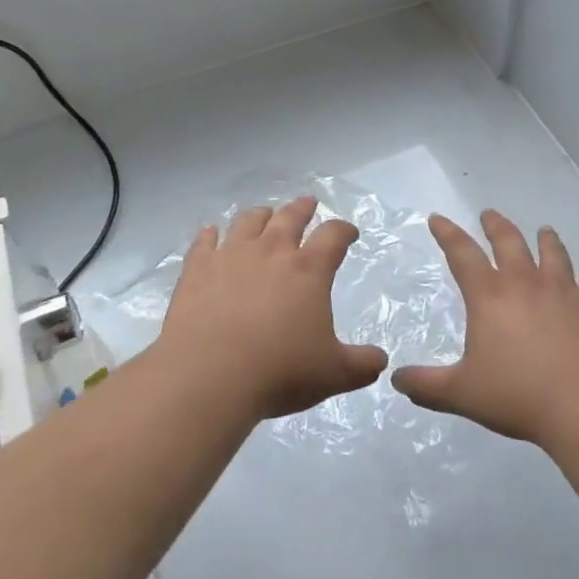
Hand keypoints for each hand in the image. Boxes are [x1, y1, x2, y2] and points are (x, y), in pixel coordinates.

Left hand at [158, 196, 388, 419]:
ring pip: (248, 222)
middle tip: (308, 203)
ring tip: (264, 214)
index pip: (333, 236)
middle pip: (290, 217)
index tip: (349, 232)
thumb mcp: (333, 374)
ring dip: (260, 215)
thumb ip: (361, 365)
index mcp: (308, 270)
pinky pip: (204, 242)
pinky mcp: (197, 269)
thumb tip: (381, 361)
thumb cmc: (279, 371)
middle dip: (302, 208)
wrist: (208, 375)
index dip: (344, 230)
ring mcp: (231, 256)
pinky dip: (209, 234)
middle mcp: (271, 252)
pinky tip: (210, 232)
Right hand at [392, 210, 578, 449]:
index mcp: (490, 296)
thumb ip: (427, 385)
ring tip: (544, 230)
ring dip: (546, 239)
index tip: (438, 218)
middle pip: (509, 241)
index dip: (447, 234)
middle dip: (496, 225)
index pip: (462, 254)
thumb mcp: (462, 394)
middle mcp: (526, 283)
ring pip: (553, 253)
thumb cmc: (519, 395)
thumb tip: (397, 379)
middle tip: (489, 214)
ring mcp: (564, 292)